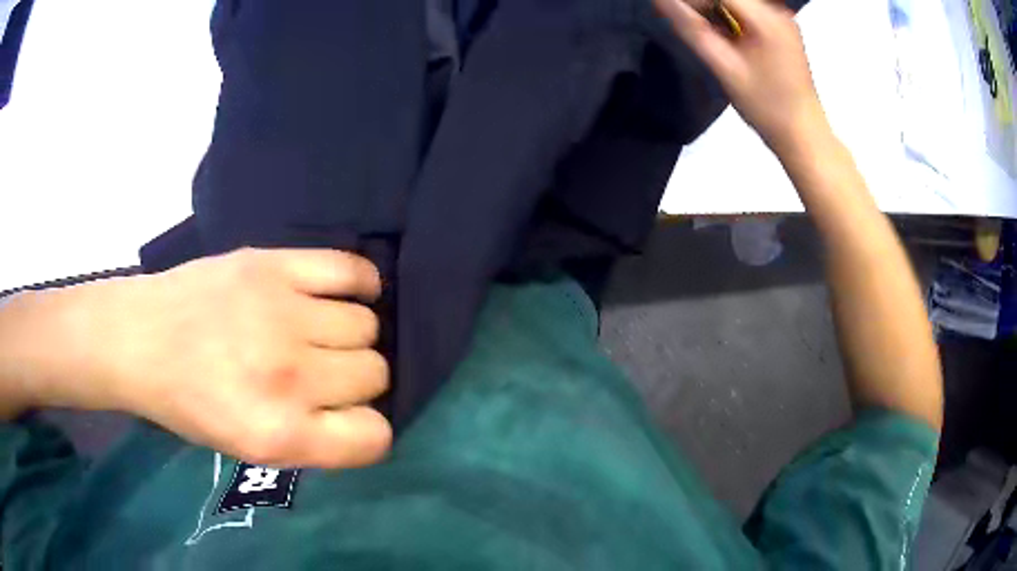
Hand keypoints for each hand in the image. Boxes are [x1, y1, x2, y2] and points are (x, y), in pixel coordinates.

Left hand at [3, 249, 391, 468]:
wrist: (140, 339)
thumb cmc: (188, 403)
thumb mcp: (247, 450)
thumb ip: (312, 440)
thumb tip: (362, 412)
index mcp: (278, 434)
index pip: (373, 436)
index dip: (366, 429)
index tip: (347, 418)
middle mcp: (287, 376)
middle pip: (374, 374)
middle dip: (355, 380)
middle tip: (324, 371)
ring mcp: (281, 313)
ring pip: (367, 325)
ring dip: (352, 335)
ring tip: (323, 332)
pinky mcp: (272, 265)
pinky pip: (350, 269)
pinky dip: (362, 283)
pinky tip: (345, 292)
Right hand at [654, 0, 828, 154]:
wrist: (804, 135)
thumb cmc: (766, 107)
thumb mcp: (724, 67)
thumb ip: (692, 29)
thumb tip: (661, 1)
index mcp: (766, 18)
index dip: (693, 0)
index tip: (672, 11)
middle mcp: (777, 11)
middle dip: (703, 5)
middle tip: (689, 25)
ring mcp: (782, 19)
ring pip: (738, 3)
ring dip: (715, 11)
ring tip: (709, 36)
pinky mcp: (783, 29)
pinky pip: (749, 11)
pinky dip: (730, 18)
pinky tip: (727, 38)